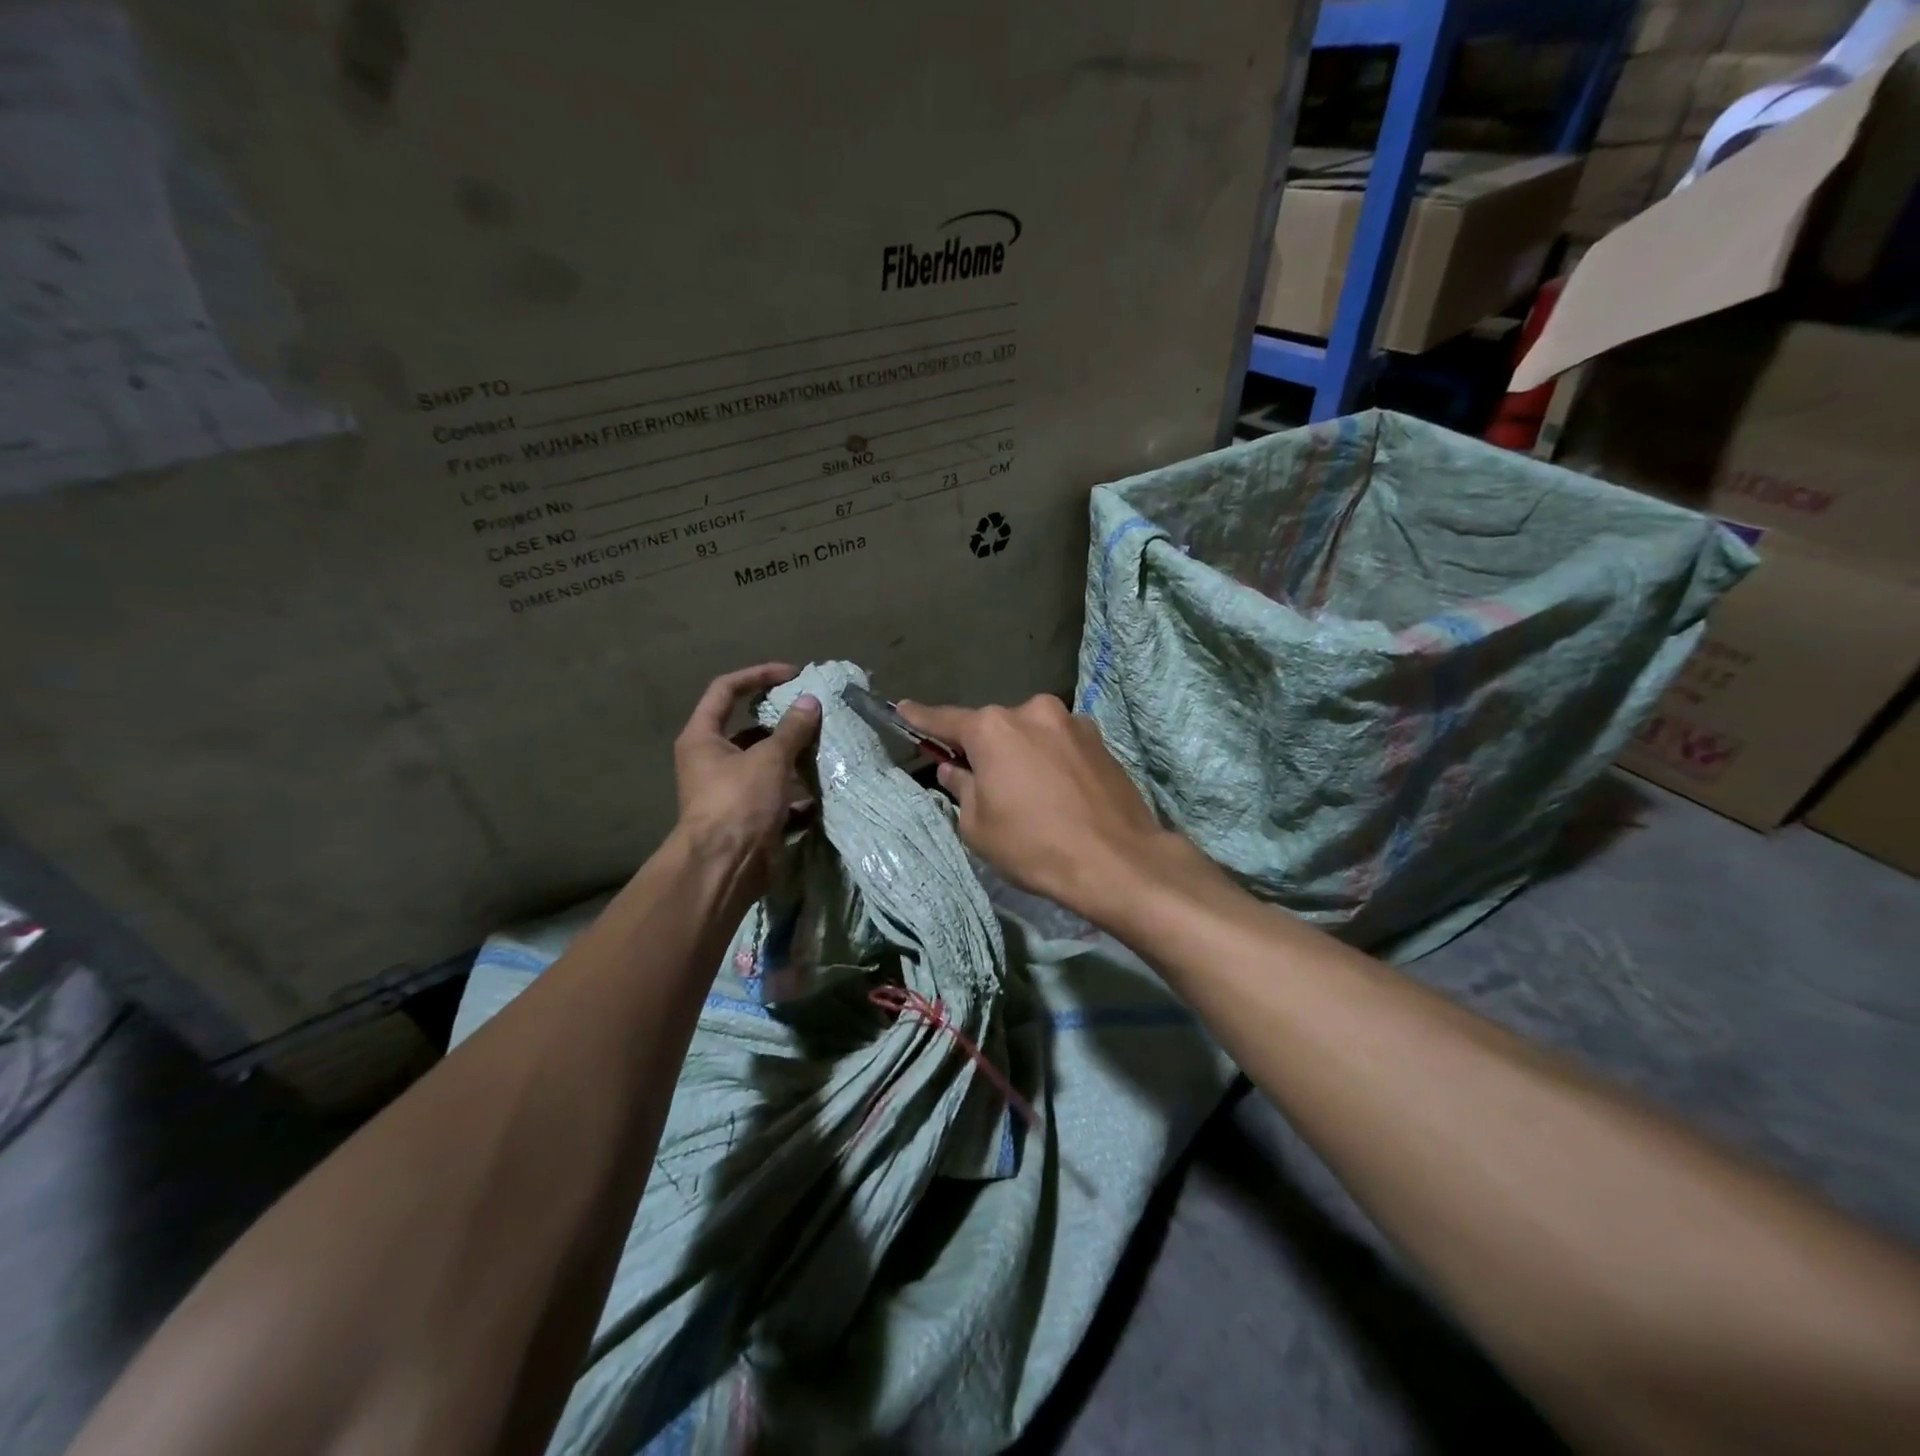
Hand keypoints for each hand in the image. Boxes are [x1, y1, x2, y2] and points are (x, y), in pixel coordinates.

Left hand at [673, 664, 820, 904]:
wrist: (727, 866)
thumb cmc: (739, 802)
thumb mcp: (769, 758)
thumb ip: (792, 728)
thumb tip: (810, 700)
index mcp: (703, 737)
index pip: (725, 690)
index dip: (757, 675)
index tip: (792, 675)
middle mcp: (712, 759)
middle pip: (749, 727)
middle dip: (783, 719)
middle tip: (814, 712)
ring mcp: (731, 788)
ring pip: (766, 761)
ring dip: (794, 755)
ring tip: (826, 746)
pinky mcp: (750, 813)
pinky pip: (777, 792)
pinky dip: (798, 788)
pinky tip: (823, 784)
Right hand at [897, 694, 1184, 922]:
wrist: (1118, 861)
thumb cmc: (1035, 846)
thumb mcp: (979, 827)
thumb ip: (961, 787)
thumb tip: (953, 769)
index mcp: (993, 729)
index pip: (946, 720)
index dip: (920, 718)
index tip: (902, 708)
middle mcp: (1032, 711)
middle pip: (994, 728)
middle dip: (984, 748)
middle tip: (982, 783)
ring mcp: (1072, 721)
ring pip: (1030, 734)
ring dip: (1022, 754)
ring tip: (1029, 795)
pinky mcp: (1100, 739)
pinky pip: (1060, 744)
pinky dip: (1051, 760)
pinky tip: (1059, 794)